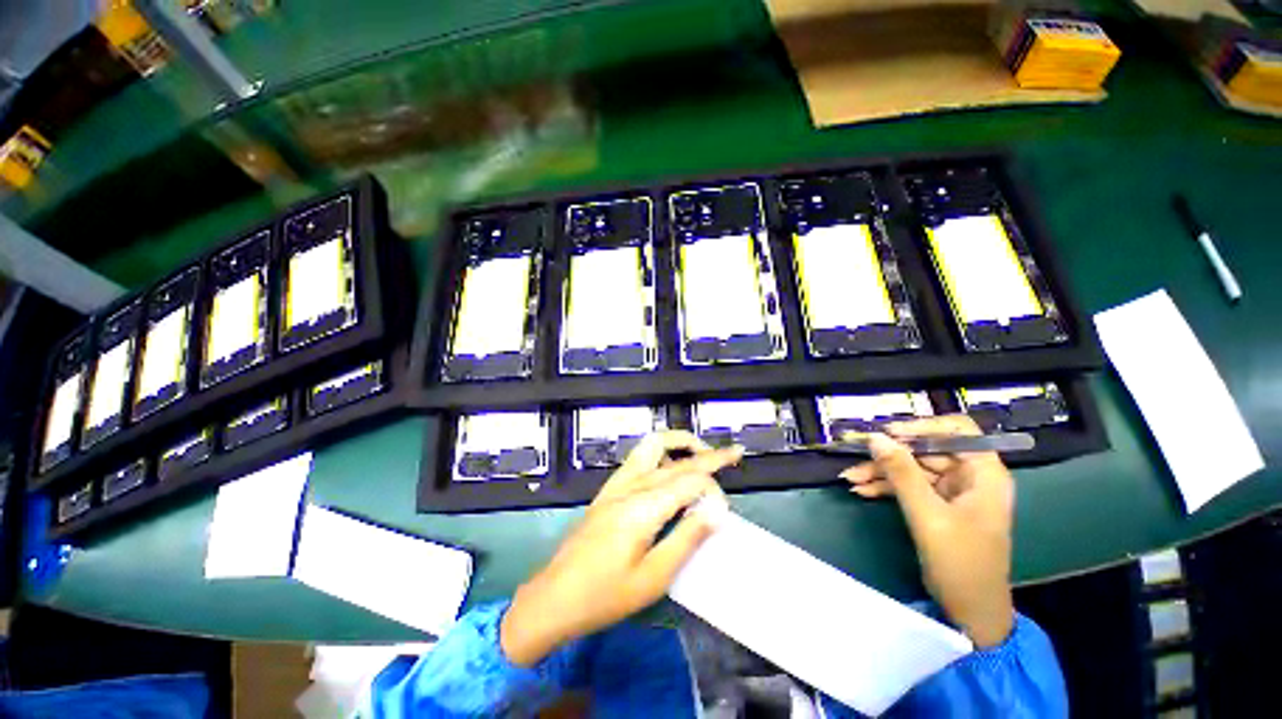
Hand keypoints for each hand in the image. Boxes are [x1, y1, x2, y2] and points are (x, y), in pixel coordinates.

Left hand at [500, 431, 741, 665]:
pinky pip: (639, 457)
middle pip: (677, 459)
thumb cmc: (605, 595)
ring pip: (653, 445)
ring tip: (702, 451)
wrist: (554, 597)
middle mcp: (631, 486)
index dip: (714, 489)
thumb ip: (687, 538)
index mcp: (643, 507)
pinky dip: (661, 452)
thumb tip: (718, 510)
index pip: (690, 480)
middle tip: (734, 453)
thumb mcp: (653, 577)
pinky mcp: (609, 489)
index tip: (725, 511)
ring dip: (680, 442)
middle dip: (709, 454)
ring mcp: (617, 484)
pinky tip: (670, 465)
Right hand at [841, 415, 1014, 647]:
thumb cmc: (961, 563)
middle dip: (889, 454)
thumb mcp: (928, 516)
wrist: (969, 612)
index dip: (922, 426)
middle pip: (925, 449)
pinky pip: (906, 486)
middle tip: (854, 454)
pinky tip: (860, 490)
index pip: (957, 431)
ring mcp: (951, 491)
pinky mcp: (935, 505)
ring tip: (849, 478)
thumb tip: (875, 437)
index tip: (888, 434)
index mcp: (983, 473)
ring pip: (911, 468)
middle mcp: (969, 476)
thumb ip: (901, 473)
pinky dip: (884, 487)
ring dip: (880, 472)